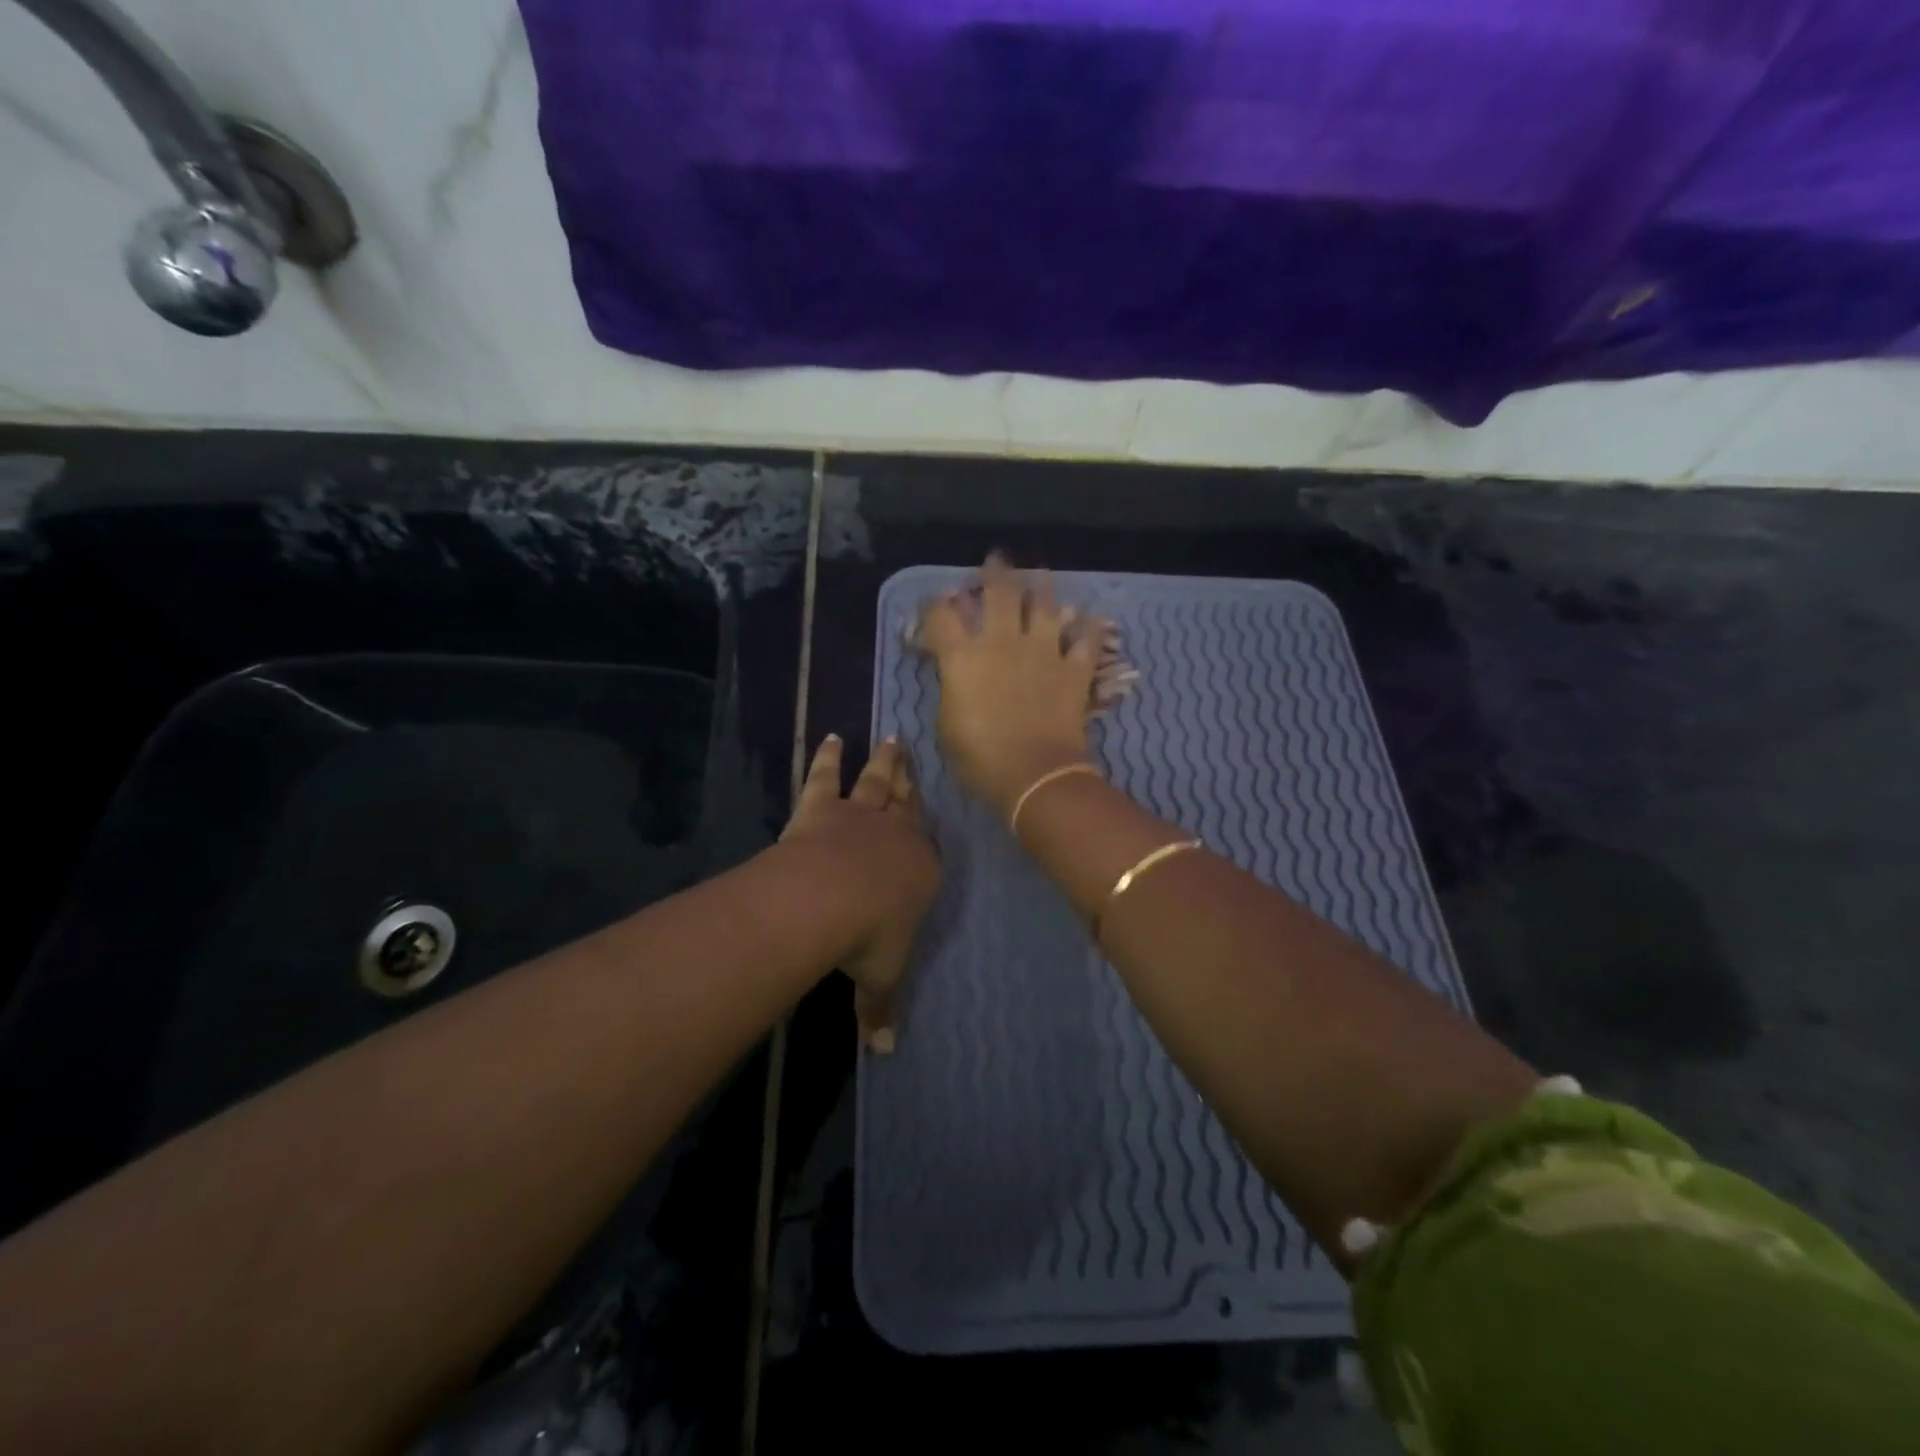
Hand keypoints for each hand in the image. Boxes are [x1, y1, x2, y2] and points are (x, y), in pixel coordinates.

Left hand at [782, 735, 938, 1051]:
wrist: (829, 900)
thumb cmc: (868, 939)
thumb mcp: (880, 978)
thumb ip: (881, 1009)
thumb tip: (883, 1053)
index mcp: (921, 869)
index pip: (927, 845)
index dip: (924, 827)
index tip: (925, 809)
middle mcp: (896, 834)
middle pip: (906, 801)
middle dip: (909, 778)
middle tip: (910, 751)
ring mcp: (859, 815)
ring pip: (876, 781)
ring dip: (881, 760)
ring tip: (886, 736)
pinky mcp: (822, 808)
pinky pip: (826, 778)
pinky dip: (827, 757)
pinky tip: (830, 738)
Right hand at [917, 554, 1098, 817]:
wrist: (1035, 776)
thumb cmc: (981, 759)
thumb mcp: (947, 725)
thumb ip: (950, 689)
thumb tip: (953, 671)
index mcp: (963, 657)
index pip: (941, 616)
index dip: (934, 605)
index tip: (935, 603)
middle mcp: (1002, 643)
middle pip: (999, 593)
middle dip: (995, 573)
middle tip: (996, 561)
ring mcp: (1043, 652)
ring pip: (1045, 605)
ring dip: (1041, 587)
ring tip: (1040, 576)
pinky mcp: (1074, 669)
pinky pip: (1086, 640)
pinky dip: (1088, 628)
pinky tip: (1090, 618)